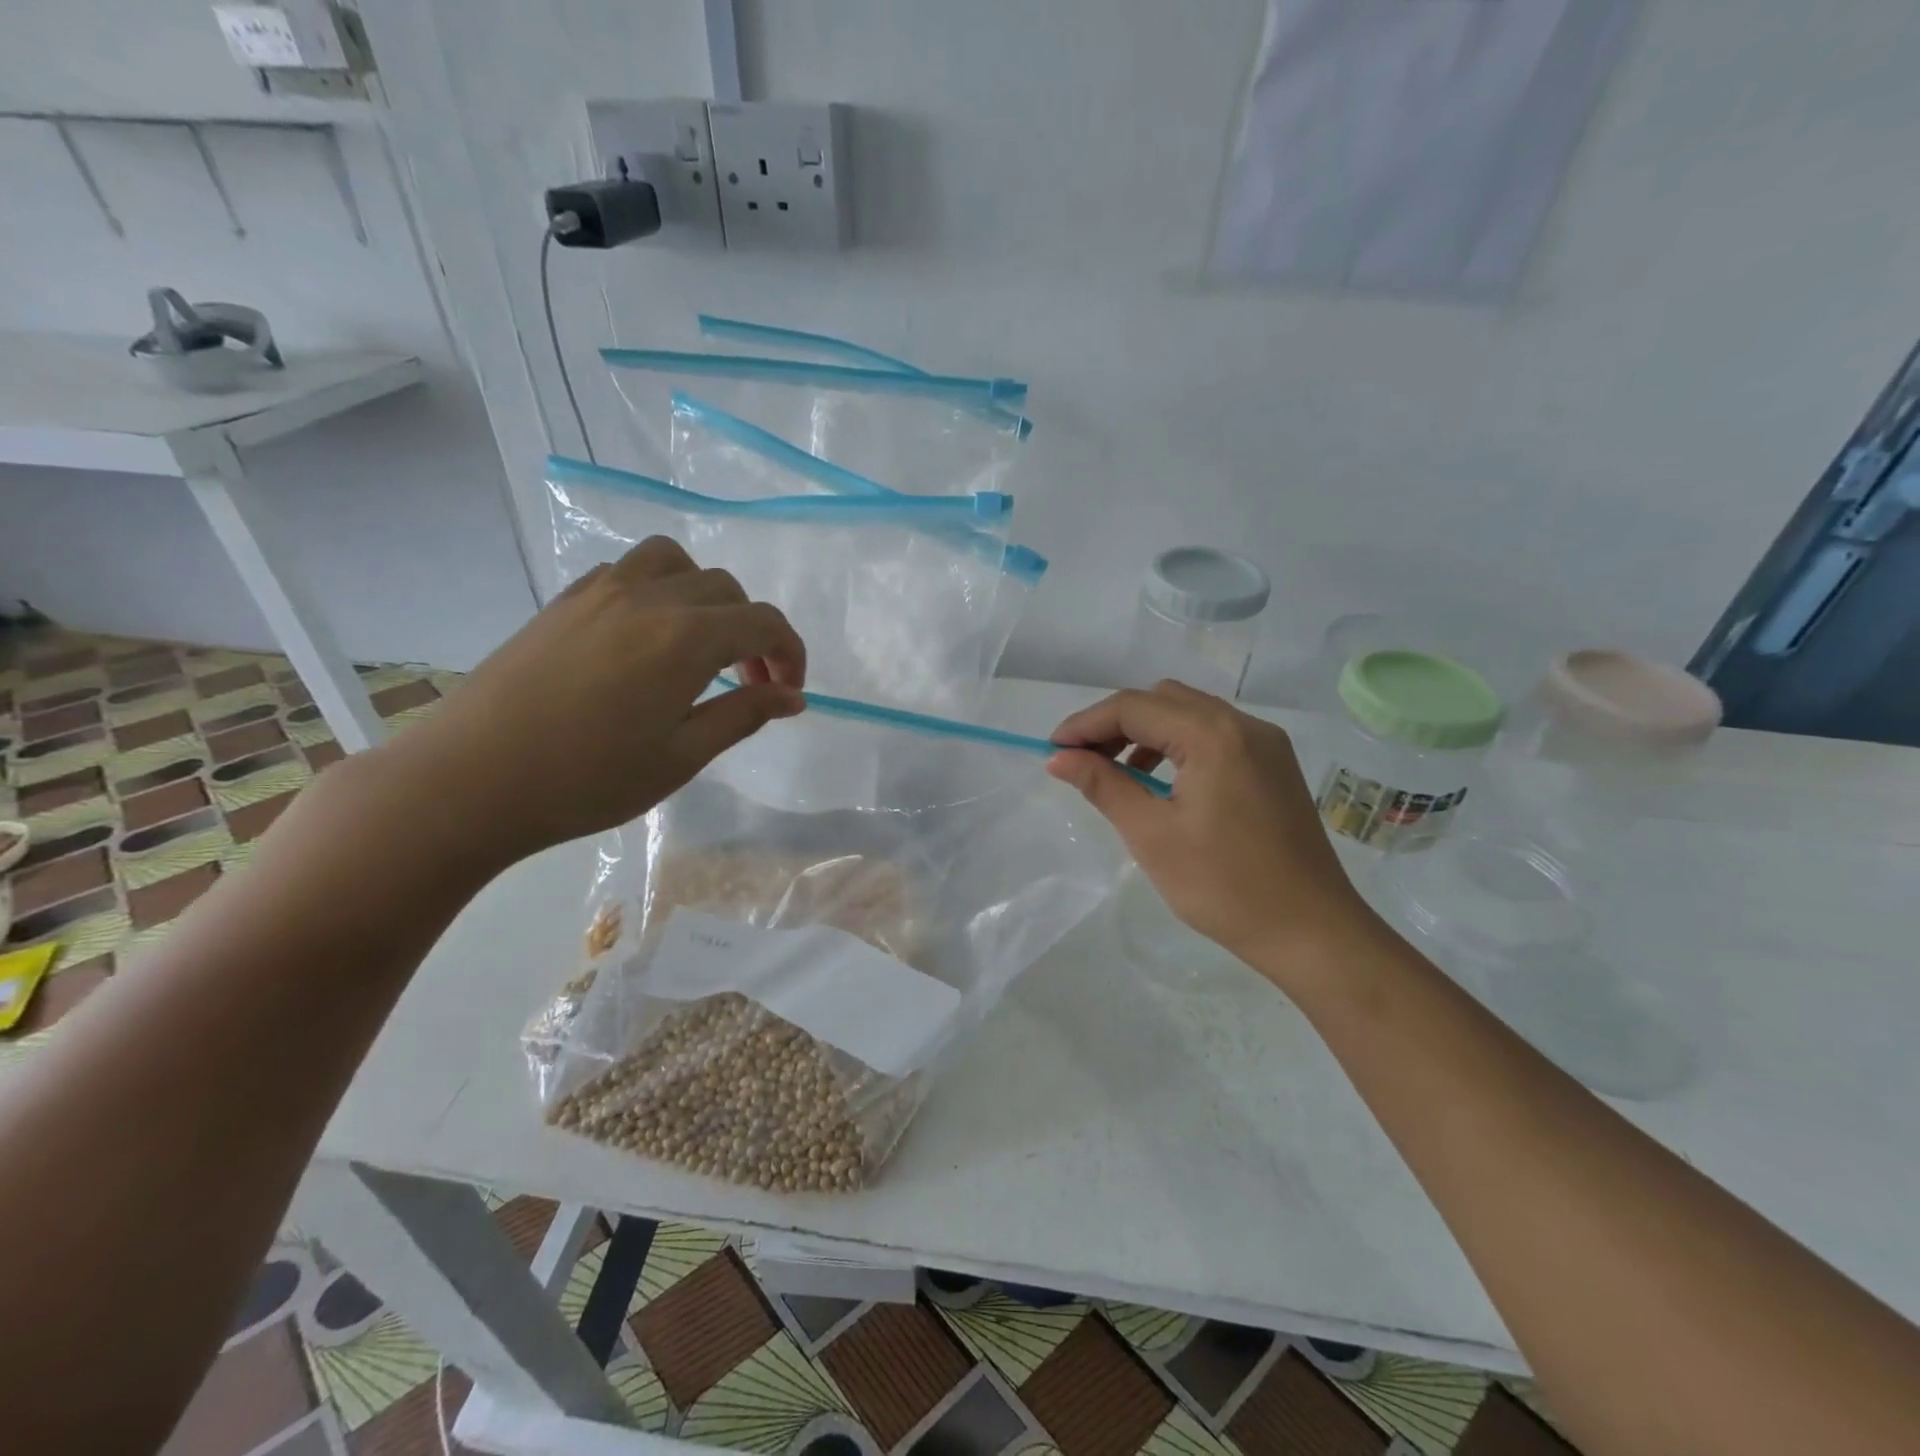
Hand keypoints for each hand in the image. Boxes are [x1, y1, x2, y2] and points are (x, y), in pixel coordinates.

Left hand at [395, 537, 805, 863]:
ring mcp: (599, 592)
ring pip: (675, 562)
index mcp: (685, 638)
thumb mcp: (681, 757)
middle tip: (748, 683)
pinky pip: (628, 571)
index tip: (789, 691)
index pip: (763, 622)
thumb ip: (743, 715)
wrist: (469, 781)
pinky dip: (658, 590)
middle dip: (753, 631)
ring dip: (705, 596)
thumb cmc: (587, 780)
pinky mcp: (564, 602)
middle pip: (725, 589)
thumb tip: (793, 697)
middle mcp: (648, 598)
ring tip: (700, 644)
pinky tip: (646, 639)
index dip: (790, 653)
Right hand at [1048, 680, 1378, 974]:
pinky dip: (1177, 746)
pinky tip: (1161, 782)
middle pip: (1162, 700)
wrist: (1313, 932)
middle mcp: (1244, 724)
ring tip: (1115, 772)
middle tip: (1081, 760)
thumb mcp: (1152, 836)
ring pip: (1189, 714)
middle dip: (1114, 723)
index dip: (1086, 724)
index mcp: (1214, 735)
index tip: (1052, 750)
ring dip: (1145, 732)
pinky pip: (1214, 735)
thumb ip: (1103, 786)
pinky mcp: (1273, 765)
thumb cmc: (1225, 886)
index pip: (1134, 707)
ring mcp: (1266, 743)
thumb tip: (1059, 758)